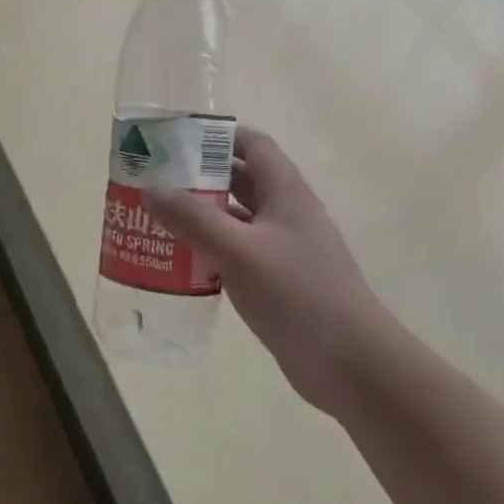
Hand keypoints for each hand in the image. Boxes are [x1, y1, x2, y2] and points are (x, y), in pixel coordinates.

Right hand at [146, 126, 397, 415]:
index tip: (174, 138)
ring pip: (234, 218)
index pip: (252, 145)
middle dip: (197, 175)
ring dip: (199, 214)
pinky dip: (208, 249)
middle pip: (239, 179)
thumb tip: (150, 189)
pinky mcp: (277, 281)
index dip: (216, 135)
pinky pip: (235, 252)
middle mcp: (286, 214)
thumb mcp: (240, 252)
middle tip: (152, 178)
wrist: (354, 368)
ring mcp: (283, 249)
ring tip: (155, 216)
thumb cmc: (300, 297)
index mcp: (286, 193)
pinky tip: (178, 260)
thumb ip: (194, 219)